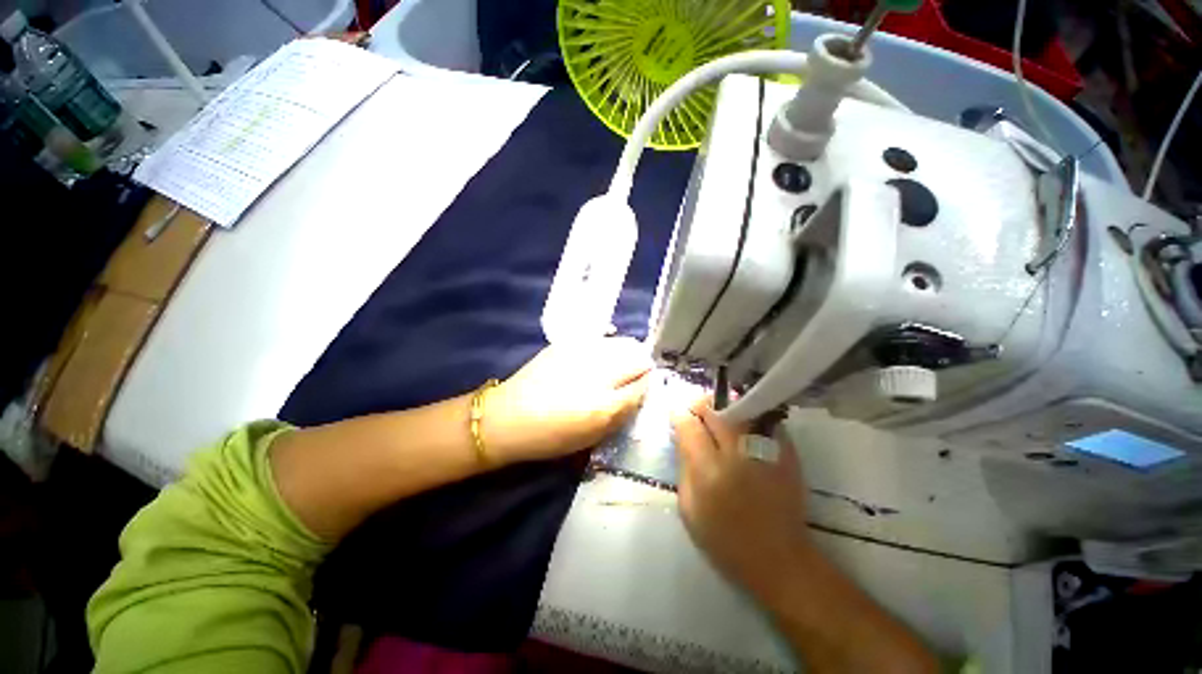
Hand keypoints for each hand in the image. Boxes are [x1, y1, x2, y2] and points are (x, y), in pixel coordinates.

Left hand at [485, 337, 652, 463]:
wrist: (507, 418)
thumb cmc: (551, 436)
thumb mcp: (593, 435)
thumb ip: (623, 411)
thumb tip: (642, 389)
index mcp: (603, 403)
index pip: (644, 382)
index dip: (649, 384)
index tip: (646, 388)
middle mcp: (596, 370)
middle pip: (638, 354)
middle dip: (642, 364)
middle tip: (635, 377)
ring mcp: (581, 351)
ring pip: (622, 342)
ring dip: (628, 353)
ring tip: (618, 367)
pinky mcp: (568, 342)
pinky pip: (602, 338)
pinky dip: (610, 347)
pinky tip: (600, 359)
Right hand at [672, 397, 812, 597]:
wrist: (780, 559)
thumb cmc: (726, 539)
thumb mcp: (689, 508)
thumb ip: (683, 466)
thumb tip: (682, 437)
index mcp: (709, 470)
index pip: (689, 426)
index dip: (679, 416)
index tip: (676, 414)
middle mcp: (737, 452)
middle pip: (714, 410)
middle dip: (700, 405)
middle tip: (694, 409)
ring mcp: (765, 449)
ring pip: (739, 408)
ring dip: (723, 407)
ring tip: (715, 412)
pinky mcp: (786, 452)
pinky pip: (762, 419)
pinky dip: (747, 416)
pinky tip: (740, 424)